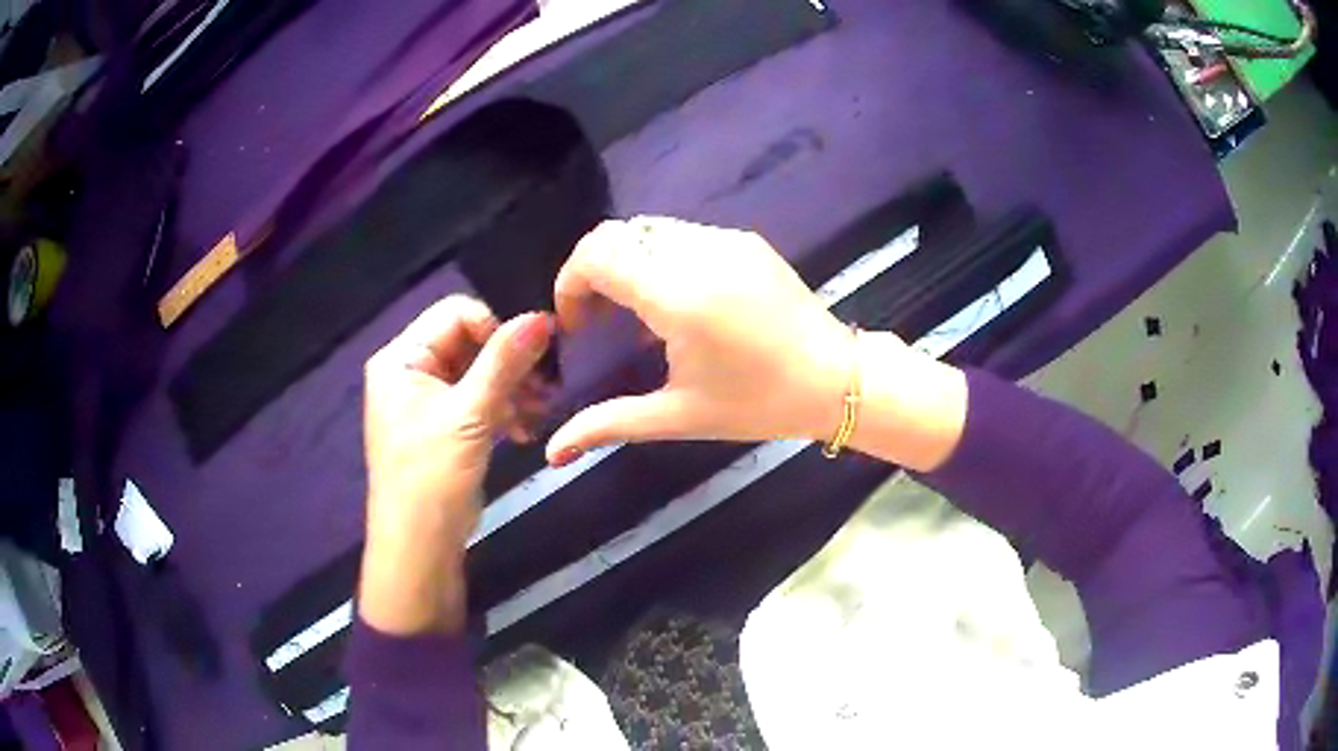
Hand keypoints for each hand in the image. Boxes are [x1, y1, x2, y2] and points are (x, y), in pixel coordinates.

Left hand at [360, 296, 552, 633]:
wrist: (420, 545)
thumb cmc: (433, 476)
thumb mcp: (470, 415)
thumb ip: (504, 361)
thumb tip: (542, 316)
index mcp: (402, 358)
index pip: (456, 314)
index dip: (497, 327)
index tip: (535, 354)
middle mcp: (410, 371)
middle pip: (469, 342)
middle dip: (510, 363)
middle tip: (548, 387)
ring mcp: (426, 400)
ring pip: (478, 373)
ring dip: (512, 389)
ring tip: (541, 411)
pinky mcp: (443, 425)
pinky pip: (477, 400)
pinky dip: (502, 410)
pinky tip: (524, 430)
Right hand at [547, 216, 891, 462]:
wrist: (836, 379)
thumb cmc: (758, 404)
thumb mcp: (679, 416)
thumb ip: (608, 424)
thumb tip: (552, 452)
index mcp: (679, 296)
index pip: (597, 254)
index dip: (570, 283)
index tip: (577, 326)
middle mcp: (699, 252)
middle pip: (616, 233)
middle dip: (592, 271)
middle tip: (598, 319)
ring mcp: (725, 239)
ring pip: (648, 228)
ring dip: (626, 261)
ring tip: (635, 312)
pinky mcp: (744, 240)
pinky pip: (682, 233)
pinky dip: (658, 256)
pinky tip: (676, 300)